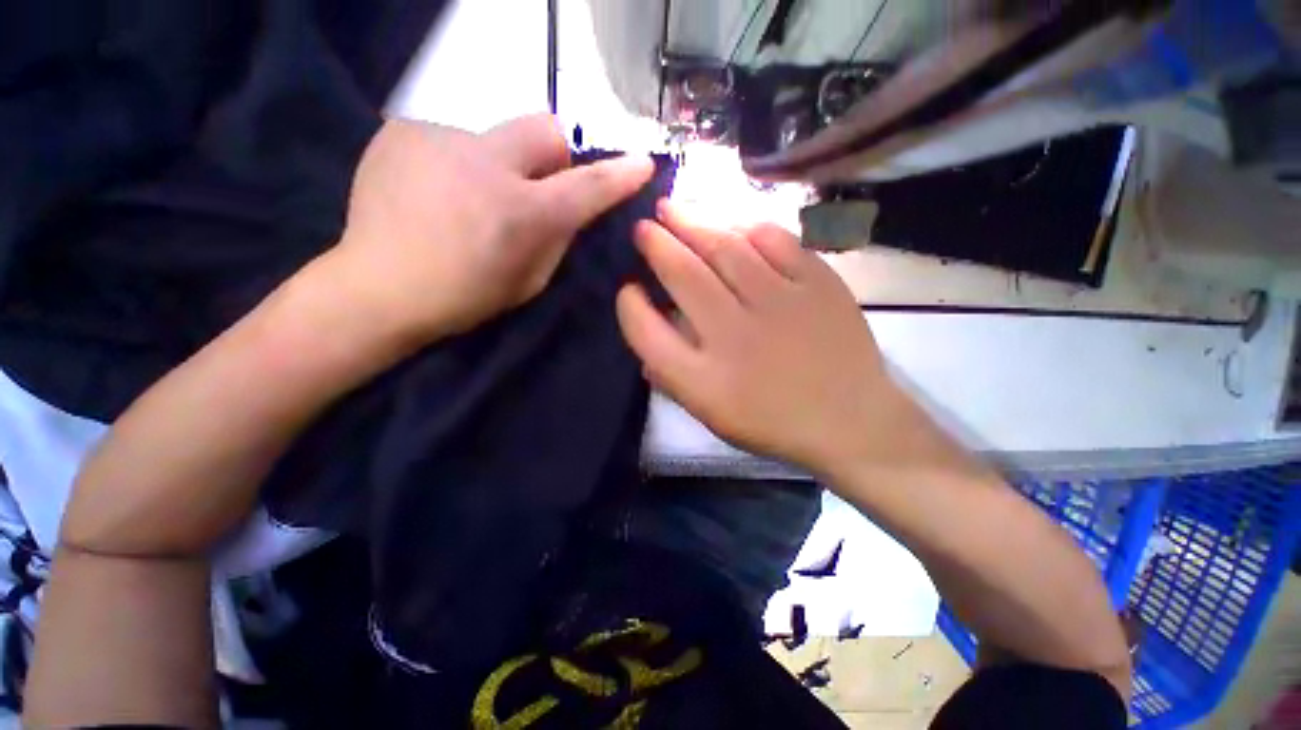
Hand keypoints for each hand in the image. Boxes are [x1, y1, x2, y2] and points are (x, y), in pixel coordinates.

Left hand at [315, 114, 654, 347]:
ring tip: (469, 201)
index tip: (642, 163)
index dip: (620, 174)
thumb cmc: (464, 297)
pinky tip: (436, 194)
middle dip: (554, 155)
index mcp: (522, 213)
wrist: (377, 288)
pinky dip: (459, 165)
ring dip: (500, 164)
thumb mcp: (529, 281)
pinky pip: (454, 140)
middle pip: (545, 127)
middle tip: (535, 187)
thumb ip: (557, 238)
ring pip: (496, 136)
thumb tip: (571, 206)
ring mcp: (440, 140)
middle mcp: (486, 164)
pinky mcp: (404, 131)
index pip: (587, 185)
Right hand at [616, 201, 918, 472]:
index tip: (628, 289)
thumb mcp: (712, 416)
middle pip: (684, 276)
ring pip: (727, 248)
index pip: (648, 333)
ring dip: (693, 222)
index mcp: (705, 381)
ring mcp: (781, 306)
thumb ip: (672, 376)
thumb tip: (650, 330)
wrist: (850, 422)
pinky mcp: (819, 286)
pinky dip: (748, 227)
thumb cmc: (773, 423)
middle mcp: (736, 338)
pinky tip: (731, 222)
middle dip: (656, 245)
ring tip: (673, 208)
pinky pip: (777, 241)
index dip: (630, 306)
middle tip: (643, 227)